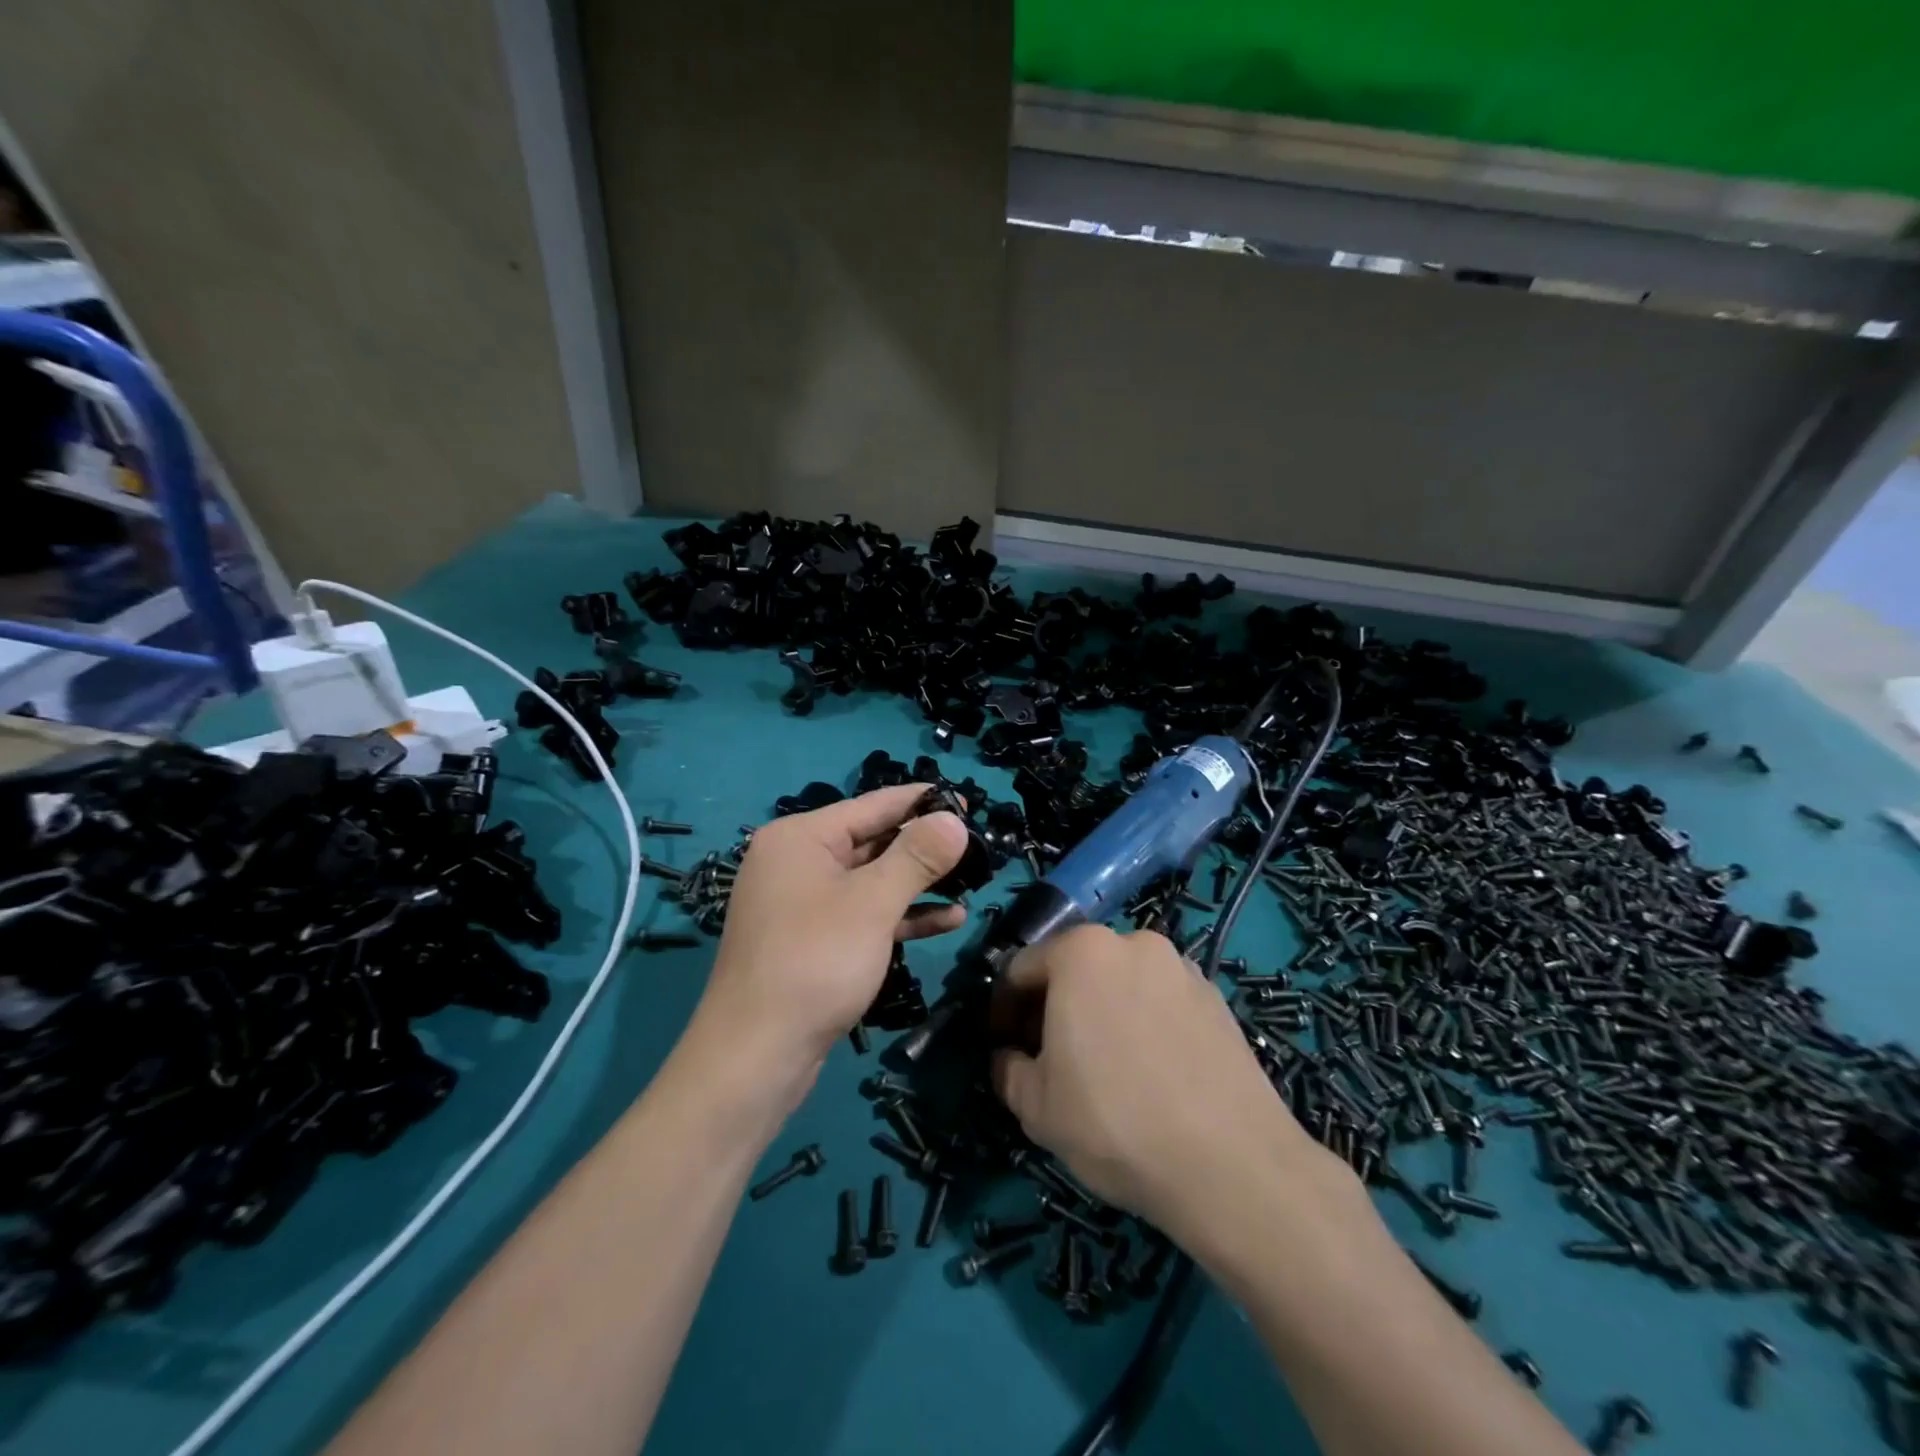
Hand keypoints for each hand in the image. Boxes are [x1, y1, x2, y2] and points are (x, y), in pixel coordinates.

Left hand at [694, 785, 969, 1085]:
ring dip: (919, 884)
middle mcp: (798, 862)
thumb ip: (917, 856)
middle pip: (872, 841)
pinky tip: (948, 920)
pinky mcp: (812, 940)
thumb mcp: (873, 903)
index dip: (921, 802)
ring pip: (871, 881)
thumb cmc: (816, 961)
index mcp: (801, 838)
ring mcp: (803, 903)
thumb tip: (954, 819)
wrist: (756, 1055)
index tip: (966, 799)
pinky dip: (901, 916)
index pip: (872, 805)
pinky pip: (863, 914)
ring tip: (972, 883)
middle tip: (977, 848)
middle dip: (924, 847)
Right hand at [990, 926, 1342, 1244]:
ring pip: (1119, 982)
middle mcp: (1132, 942)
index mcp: (1081, 952)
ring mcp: (1180, 966)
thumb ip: (1007, 1069)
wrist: (1233, 1165)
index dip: (1004, 1011)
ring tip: (1105, 1067)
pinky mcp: (1216, 996)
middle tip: (1050, 1059)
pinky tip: (1151, 1072)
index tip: (1004, 1048)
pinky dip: (1143, 1021)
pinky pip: (1159, 1000)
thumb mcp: (1036, 1107)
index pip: (1021, 970)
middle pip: (1073, 968)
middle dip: (1053, 1007)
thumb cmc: (1115, 1123)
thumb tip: (1008, 1056)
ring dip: (1100, 1011)